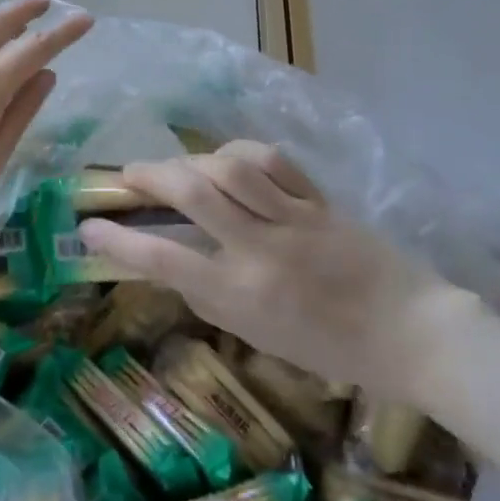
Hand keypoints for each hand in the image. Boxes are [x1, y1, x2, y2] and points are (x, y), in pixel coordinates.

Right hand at [78, 141, 470, 402]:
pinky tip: (227, 160)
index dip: (118, 242)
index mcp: (241, 296)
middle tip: (128, 174)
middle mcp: (260, 251)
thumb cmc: (328, 347)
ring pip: (229, 168)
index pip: (164, 260)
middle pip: (193, 194)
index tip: (88, 228)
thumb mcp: (256, 333)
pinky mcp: (320, 200)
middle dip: (149, 175)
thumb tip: (168, 259)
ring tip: (176, 167)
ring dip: (190, 160)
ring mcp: (294, 220)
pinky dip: (239, 153)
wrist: (411, 333)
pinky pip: (272, 161)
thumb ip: (210, 294)